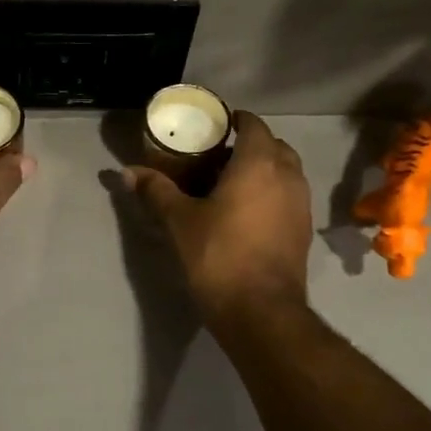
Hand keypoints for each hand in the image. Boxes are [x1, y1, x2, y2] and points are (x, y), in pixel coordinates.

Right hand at [124, 112, 312, 326]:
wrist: (260, 310)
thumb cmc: (218, 255)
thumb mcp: (180, 221)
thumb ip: (156, 191)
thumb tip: (127, 172)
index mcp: (259, 164)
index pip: (254, 125)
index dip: (235, 121)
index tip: (215, 127)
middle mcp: (288, 176)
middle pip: (274, 146)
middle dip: (250, 145)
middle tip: (218, 157)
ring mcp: (301, 204)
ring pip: (286, 172)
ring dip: (264, 170)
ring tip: (231, 184)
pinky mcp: (304, 230)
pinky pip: (289, 197)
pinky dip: (272, 194)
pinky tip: (247, 213)